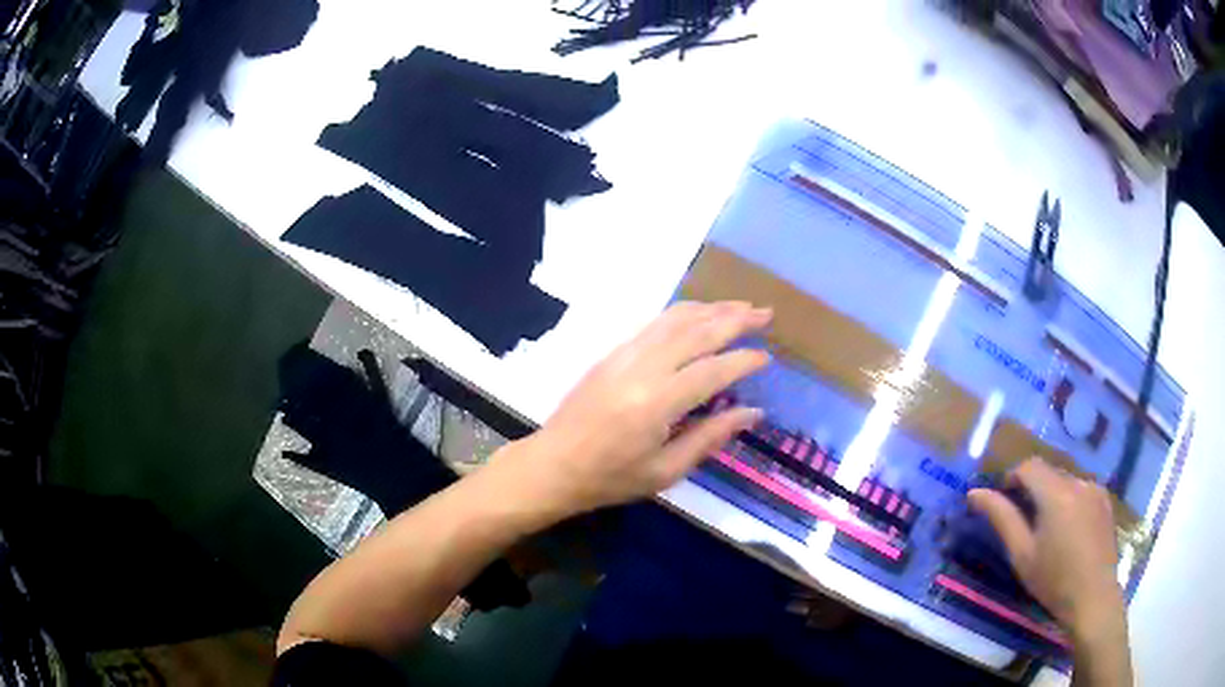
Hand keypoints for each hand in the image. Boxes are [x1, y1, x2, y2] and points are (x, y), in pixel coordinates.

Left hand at [502, 301, 771, 517]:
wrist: (553, 465)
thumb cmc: (610, 478)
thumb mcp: (665, 471)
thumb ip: (710, 437)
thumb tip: (753, 412)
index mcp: (657, 403)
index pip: (712, 370)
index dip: (743, 361)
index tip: (767, 357)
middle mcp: (642, 368)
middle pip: (697, 332)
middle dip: (735, 319)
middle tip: (765, 313)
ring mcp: (623, 354)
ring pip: (674, 319)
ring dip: (710, 309)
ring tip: (740, 306)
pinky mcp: (612, 352)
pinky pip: (654, 323)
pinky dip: (682, 313)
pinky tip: (699, 314)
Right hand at [968, 459, 1123, 639]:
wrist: (1093, 597)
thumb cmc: (1053, 580)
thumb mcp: (1022, 554)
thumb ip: (1001, 518)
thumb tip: (974, 493)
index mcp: (1056, 492)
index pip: (1029, 466)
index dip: (1012, 478)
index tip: (1002, 500)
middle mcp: (1078, 481)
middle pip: (1049, 472)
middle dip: (1032, 488)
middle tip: (1022, 520)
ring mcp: (1095, 489)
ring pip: (1066, 481)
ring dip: (1052, 495)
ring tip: (1046, 528)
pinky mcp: (1105, 500)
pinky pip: (1082, 490)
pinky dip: (1069, 501)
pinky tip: (1068, 530)